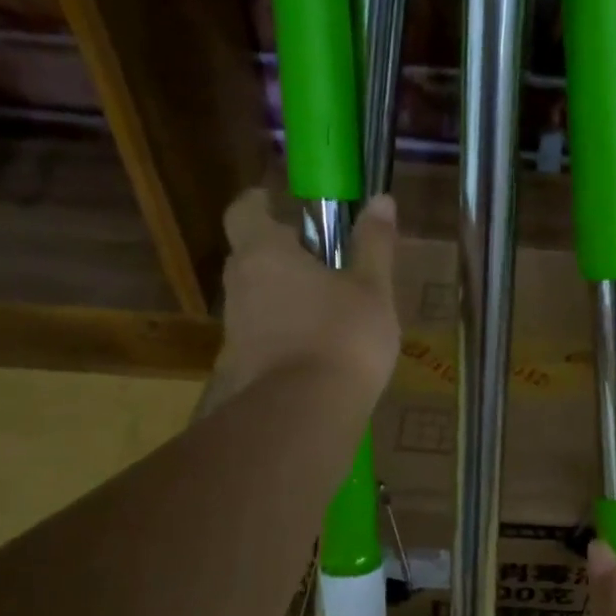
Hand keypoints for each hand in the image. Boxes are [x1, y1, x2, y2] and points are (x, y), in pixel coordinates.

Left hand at [209, 188, 401, 406]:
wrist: (302, 416)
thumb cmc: (343, 338)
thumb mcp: (372, 289)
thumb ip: (374, 244)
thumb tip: (382, 199)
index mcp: (264, 253)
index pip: (244, 210)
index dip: (260, 203)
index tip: (279, 204)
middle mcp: (239, 286)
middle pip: (251, 257)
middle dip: (281, 255)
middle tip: (322, 263)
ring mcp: (233, 330)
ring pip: (256, 301)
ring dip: (284, 300)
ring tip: (327, 315)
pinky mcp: (238, 369)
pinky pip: (261, 339)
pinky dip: (283, 338)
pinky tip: (316, 356)